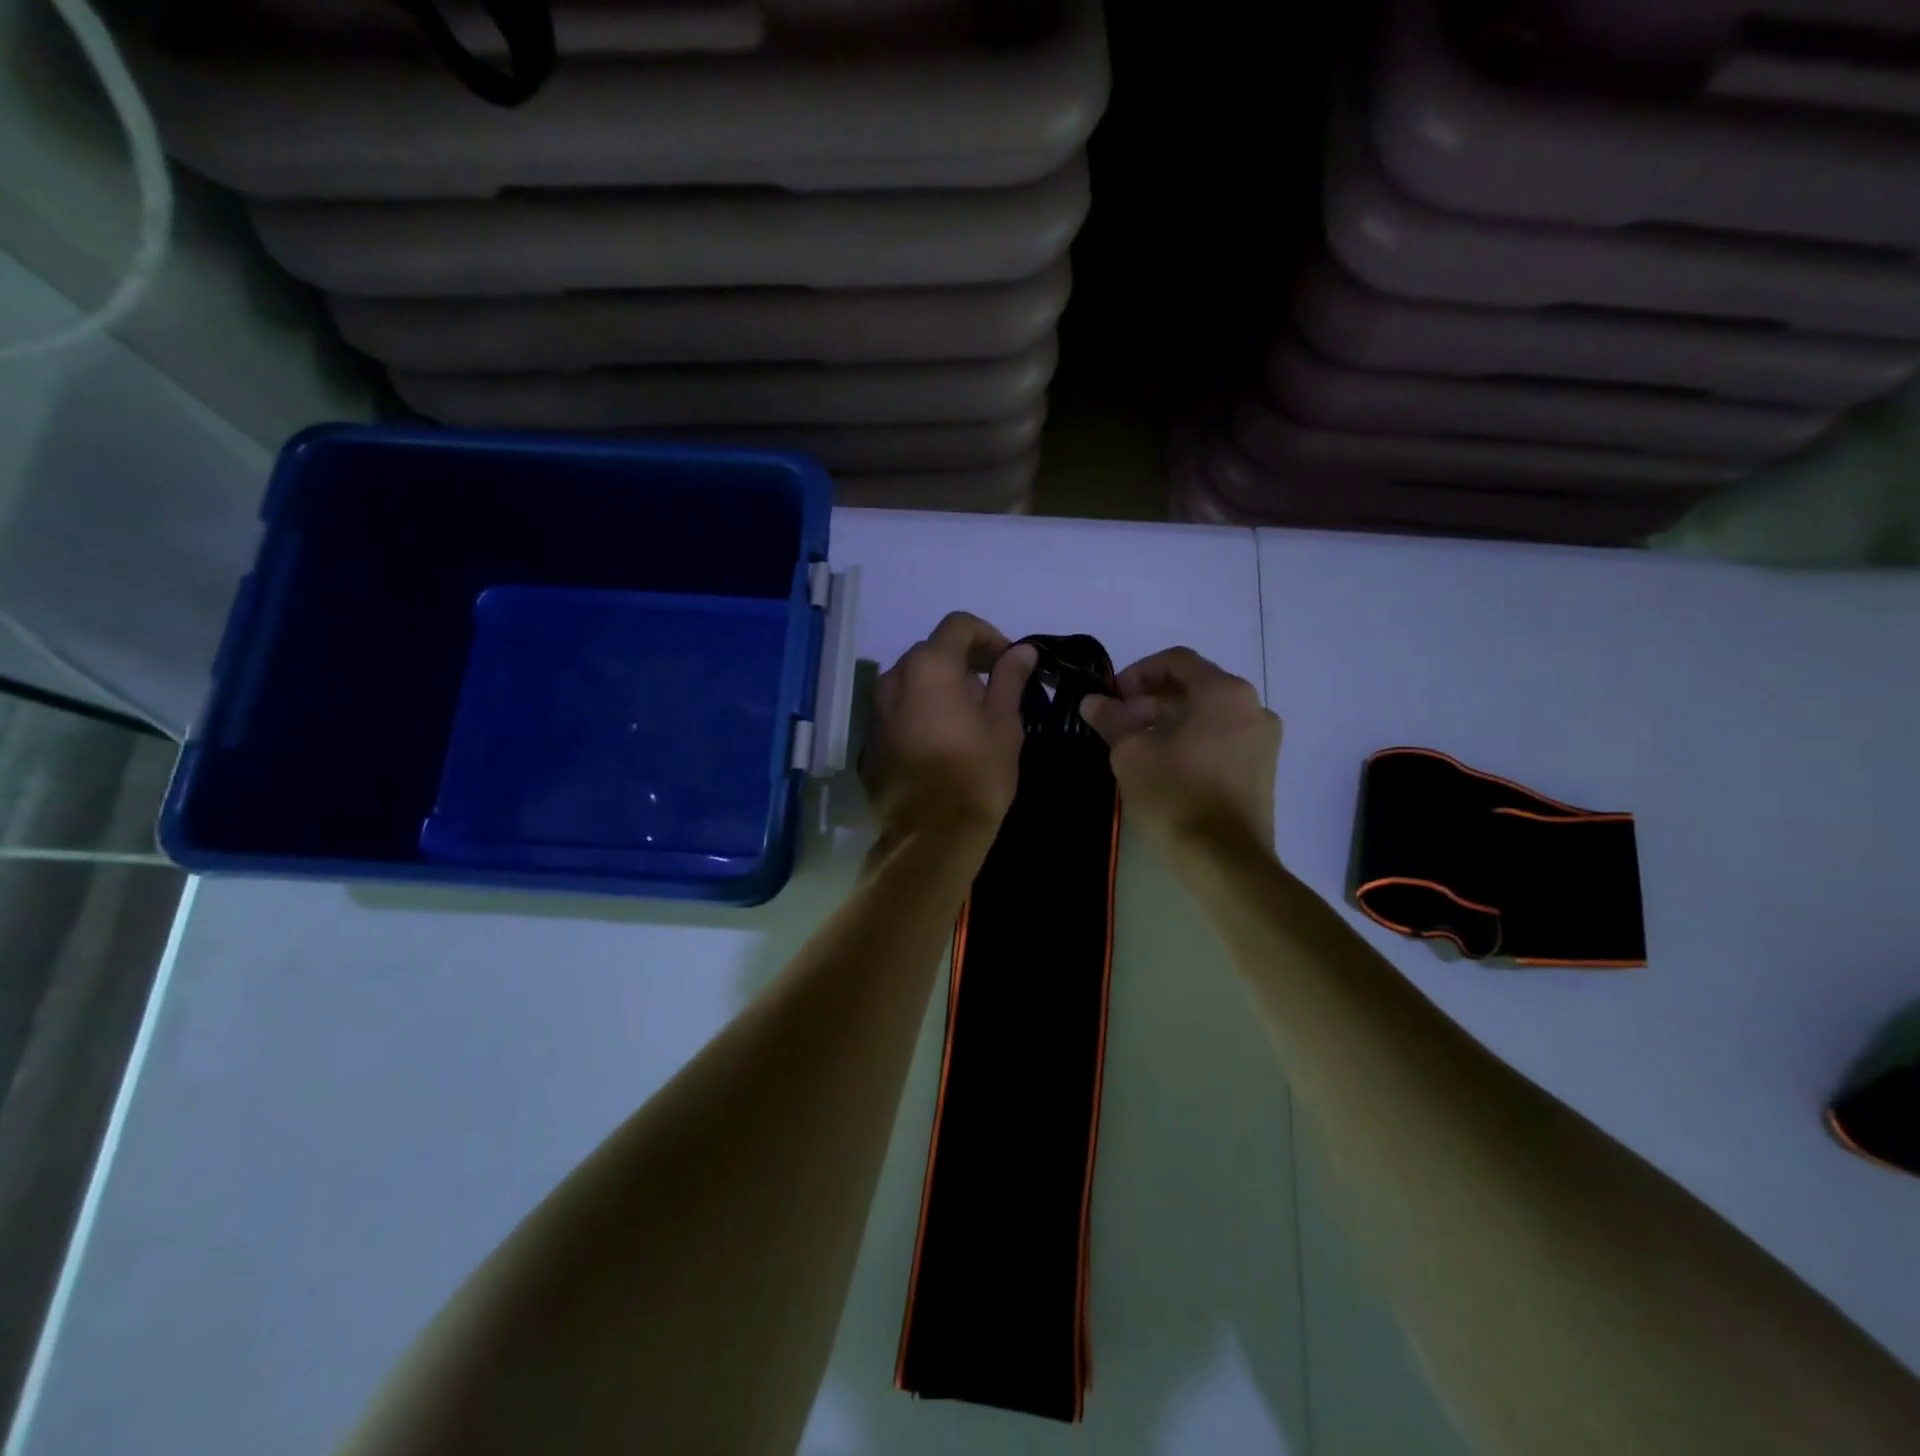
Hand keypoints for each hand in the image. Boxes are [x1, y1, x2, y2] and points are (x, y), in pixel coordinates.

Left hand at [861, 613, 1037, 849]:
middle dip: (963, 662)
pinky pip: (898, 709)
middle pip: (932, 651)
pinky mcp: (869, 738)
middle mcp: (894, 678)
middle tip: (992, 692)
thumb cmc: (976, 775)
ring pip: (912, 681)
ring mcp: (876, 709)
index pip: (958, 625)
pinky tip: (941, 741)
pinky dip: (920, 711)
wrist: (930, 836)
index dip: (988, 636)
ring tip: (967, 719)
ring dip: (940, 687)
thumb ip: (1009, 680)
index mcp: (929, 667)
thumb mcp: (1004, 725)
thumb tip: (1021, 651)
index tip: (1008, 662)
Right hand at [1079, 648, 1280, 856]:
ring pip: (1208, 714)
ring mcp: (1263, 740)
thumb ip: (1112, 719)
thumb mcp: (1131, 754)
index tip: (1113, 698)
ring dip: (1170, 720)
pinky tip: (1165, 765)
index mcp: (1225, 693)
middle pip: (1194, 686)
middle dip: (1151, 700)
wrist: (1224, 860)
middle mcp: (1253, 707)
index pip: (1176, 661)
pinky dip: (1192, 740)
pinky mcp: (1262, 769)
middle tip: (1120, 724)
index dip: (1138, 673)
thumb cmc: (1176, 796)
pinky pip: (1222, 738)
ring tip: (1137, 746)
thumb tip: (1092, 701)